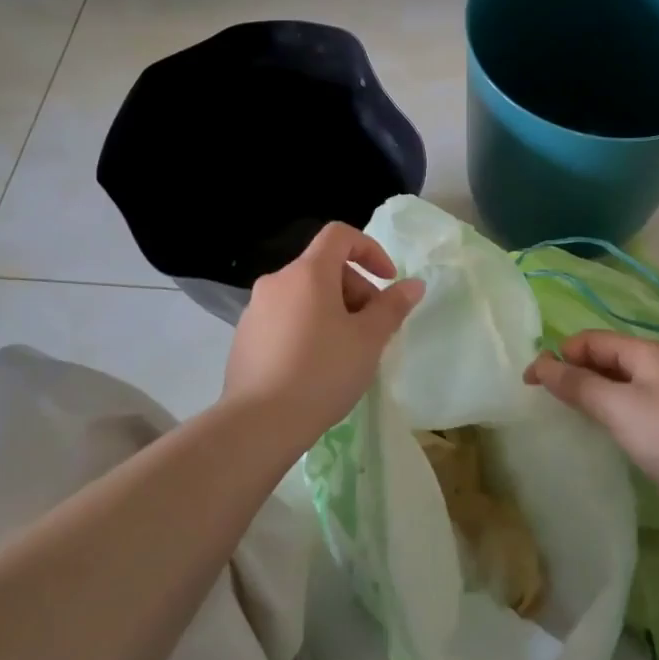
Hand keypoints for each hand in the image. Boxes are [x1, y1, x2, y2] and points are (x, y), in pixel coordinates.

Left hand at [223, 222, 422, 438]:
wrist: (259, 424)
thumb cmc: (323, 372)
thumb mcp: (369, 339)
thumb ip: (393, 306)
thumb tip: (413, 284)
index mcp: (307, 273)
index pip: (339, 235)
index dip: (370, 249)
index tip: (388, 281)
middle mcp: (277, 282)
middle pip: (323, 268)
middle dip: (355, 290)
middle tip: (372, 329)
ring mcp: (255, 310)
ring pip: (304, 295)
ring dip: (332, 311)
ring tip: (347, 352)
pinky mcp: (244, 337)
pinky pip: (285, 319)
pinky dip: (307, 328)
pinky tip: (315, 368)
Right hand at [526, 331, 658, 523]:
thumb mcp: (619, 408)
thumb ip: (578, 385)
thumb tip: (540, 363)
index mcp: (647, 351)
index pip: (592, 340)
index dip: (559, 355)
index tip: (530, 382)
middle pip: (607, 357)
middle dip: (575, 372)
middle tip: (546, 400)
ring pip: (621, 382)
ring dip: (593, 392)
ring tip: (571, 414)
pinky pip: (636, 403)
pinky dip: (614, 410)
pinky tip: (607, 431)